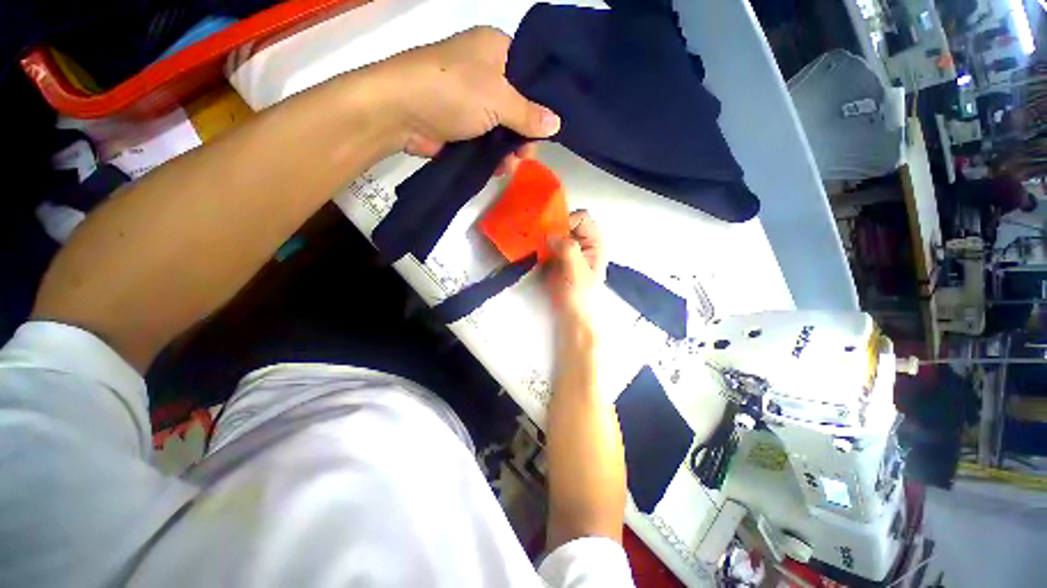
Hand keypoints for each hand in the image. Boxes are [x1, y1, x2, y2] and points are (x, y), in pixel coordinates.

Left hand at [374, 27, 560, 175]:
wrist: (399, 112)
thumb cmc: (452, 91)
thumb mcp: (497, 98)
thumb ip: (529, 114)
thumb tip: (557, 123)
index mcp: (496, 50)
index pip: (532, 74)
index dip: (543, 101)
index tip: (548, 128)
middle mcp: (486, 73)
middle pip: (520, 107)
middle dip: (525, 135)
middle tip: (525, 154)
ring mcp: (473, 102)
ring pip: (504, 129)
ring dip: (510, 150)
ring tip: (509, 166)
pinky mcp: (463, 126)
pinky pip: (488, 142)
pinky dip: (494, 156)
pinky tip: (498, 169)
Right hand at [546, 211, 606, 332]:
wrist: (570, 315)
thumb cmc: (579, 295)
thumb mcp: (576, 270)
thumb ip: (568, 248)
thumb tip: (550, 233)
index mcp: (595, 243)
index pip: (582, 218)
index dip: (567, 221)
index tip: (552, 232)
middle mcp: (583, 243)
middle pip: (567, 222)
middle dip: (553, 226)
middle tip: (539, 234)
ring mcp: (569, 250)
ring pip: (555, 232)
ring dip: (544, 235)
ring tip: (534, 241)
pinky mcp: (556, 258)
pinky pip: (547, 244)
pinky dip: (539, 244)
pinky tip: (533, 250)